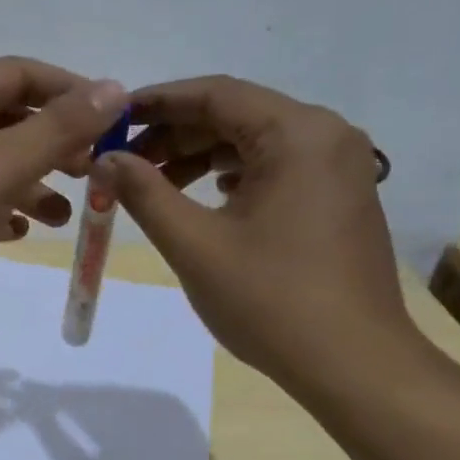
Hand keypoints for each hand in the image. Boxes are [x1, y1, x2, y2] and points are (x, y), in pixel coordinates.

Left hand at [0, 58, 128, 341]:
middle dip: (54, 144)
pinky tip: (17, 234)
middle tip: (93, 174)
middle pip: (7, 118)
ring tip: (65, 216)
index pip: (23, 73)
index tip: (113, 125)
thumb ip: (56, 130)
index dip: (73, 93)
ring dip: (30, 183)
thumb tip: (114, 88)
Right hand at [104, 75, 421, 394]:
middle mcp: (327, 136)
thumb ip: (144, 194)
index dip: (156, 103)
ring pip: (255, 143)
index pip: (215, 95)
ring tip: (153, 186)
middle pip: (237, 115)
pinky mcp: (340, 198)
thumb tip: (106, 159)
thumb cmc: (270, 301)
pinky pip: (277, 169)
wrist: (353, 364)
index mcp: (298, 133)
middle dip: (175, 135)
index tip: (111, 120)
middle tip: (124, 163)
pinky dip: (232, 177)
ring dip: (201, 158)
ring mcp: (340, 168)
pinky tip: (203, 200)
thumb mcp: (194, 245)